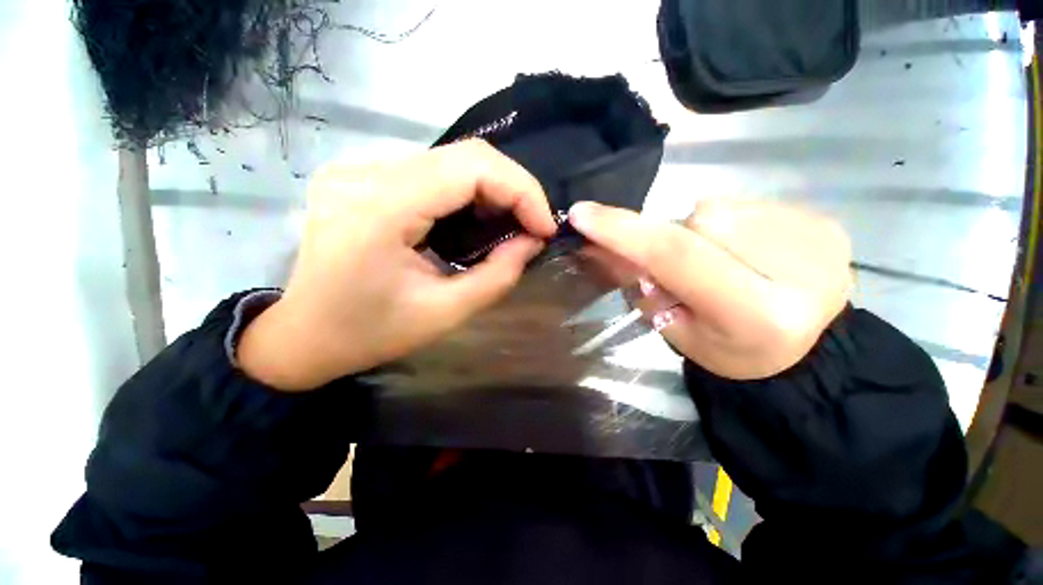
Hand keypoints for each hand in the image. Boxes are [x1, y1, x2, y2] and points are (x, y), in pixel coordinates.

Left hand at [239, 140, 556, 390]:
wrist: (303, 336)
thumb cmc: (369, 333)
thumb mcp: (444, 314)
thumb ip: (497, 276)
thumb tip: (531, 242)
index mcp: (380, 209)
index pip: (471, 167)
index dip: (522, 190)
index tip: (544, 228)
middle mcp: (365, 174)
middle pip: (464, 156)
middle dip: (512, 191)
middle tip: (531, 229)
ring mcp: (358, 170)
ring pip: (450, 161)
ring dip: (490, 192)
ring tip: (506, 229)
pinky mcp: (362, 177)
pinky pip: (431, 173)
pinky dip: (465, 194)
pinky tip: (472, 222)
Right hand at [568, 199, 852, 379]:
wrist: (808, 350)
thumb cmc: (734, 351)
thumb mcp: (678, 330)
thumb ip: (643, 287)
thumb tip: (607, 247)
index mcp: (756, 313)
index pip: (676, 256)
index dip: (625, 232)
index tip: (582, 214)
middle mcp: (797, 268)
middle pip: (700, 220)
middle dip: (676, 238)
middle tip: (687, 268)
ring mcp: (817, 237)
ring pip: (721, 208)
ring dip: (704, 232)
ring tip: (722, 261)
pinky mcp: (824, 220)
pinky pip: (749, 205)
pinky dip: (733, 227)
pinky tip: (750, 253)